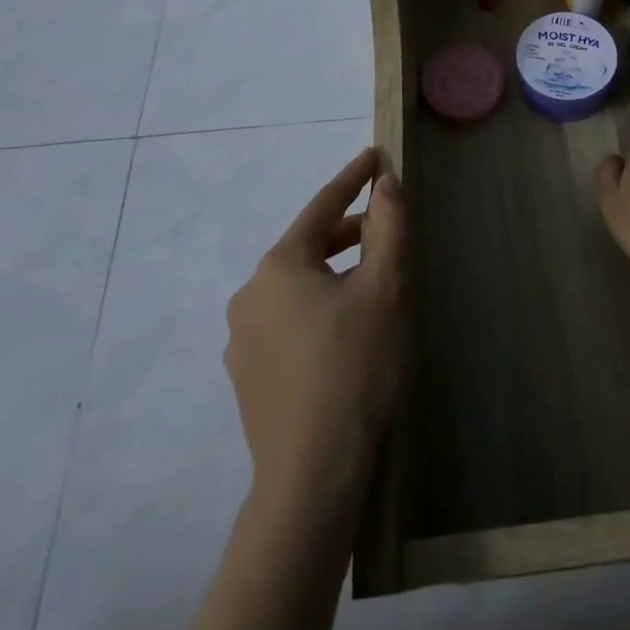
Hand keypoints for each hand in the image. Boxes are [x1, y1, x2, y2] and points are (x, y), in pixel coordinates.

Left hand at [224, 149, 408, 495]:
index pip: (322, 207)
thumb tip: (385, 182)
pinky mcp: (246, 375)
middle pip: (307, 246)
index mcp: (280, 265)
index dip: (352, 179)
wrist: (313, 473)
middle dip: (348, 232)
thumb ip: (388, 226)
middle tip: (386, 228)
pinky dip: (316, 309)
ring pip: (296, 287)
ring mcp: (242, 338)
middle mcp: (250, 294)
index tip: (374, 156)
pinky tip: (342, 334)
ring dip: (332, 274)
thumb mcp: (385, 288)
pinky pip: (286, 322)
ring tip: (371, 285)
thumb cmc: (356, 366)